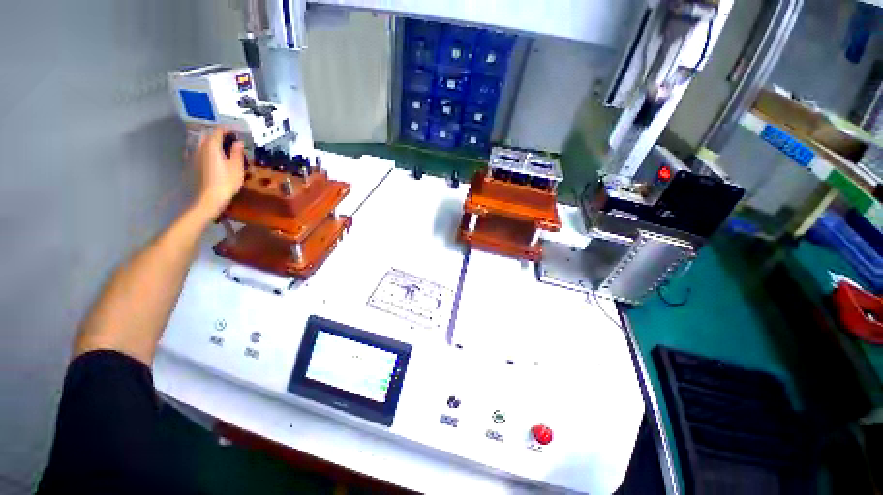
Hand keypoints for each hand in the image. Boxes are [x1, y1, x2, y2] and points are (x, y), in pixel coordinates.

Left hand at [193, 127, 245, 217]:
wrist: (209, 197)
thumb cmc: (226, 182)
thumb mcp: (236, 167)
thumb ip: (237, 152)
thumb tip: (238, 142)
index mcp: (212, 146)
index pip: (218, 131)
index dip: (227, 129)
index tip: (236, 130)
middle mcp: (201, 147)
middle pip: (210, 136)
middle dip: (220, 135)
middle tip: (232, 139)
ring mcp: (196, 155)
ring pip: (205, 143)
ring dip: (215, 143)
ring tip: (225, 147)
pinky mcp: (195, 164)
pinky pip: (202, 151)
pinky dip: (210, 150)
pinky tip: (217, 157)